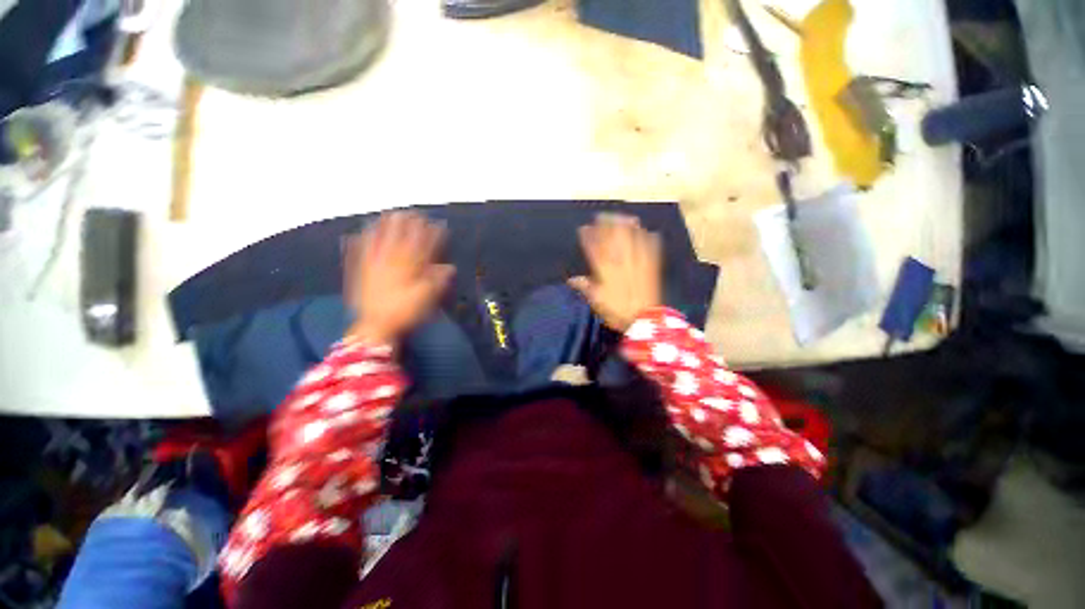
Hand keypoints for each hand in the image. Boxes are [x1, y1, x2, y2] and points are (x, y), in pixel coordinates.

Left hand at [344, 212, 454, 343]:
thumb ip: (437, 280)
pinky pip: (359, 253)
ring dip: (384, 228)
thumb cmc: (405, 312)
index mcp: (410, 269)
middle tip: (411, 212)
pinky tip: (356, 234)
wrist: (376, 326)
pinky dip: (358, 243)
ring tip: (386, 215)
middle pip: (400, 239)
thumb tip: (449, 267)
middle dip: (407, 225)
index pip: (422, 247)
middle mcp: (392, 262)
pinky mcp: (361, 273)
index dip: (430, 235)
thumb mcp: (427, 298)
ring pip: (379, 242)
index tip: (436, 224)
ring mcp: (374, 266)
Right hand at [569, 214, 662, 331]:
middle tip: (602, 215)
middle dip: (607, 224)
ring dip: (628, 226)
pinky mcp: (651, 267)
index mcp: (606, 270)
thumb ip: (585, 287)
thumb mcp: (596, 301)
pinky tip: (649, 232)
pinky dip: (649, 239)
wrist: (644, 319)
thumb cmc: (617, 311)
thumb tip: (571, 279)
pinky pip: (651, 248)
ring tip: (624, 217)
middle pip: (614, 238)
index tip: (583, 228)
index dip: (588, 237)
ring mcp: (638, 262)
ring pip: (632, 239)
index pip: (595, 248)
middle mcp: (621, 261)